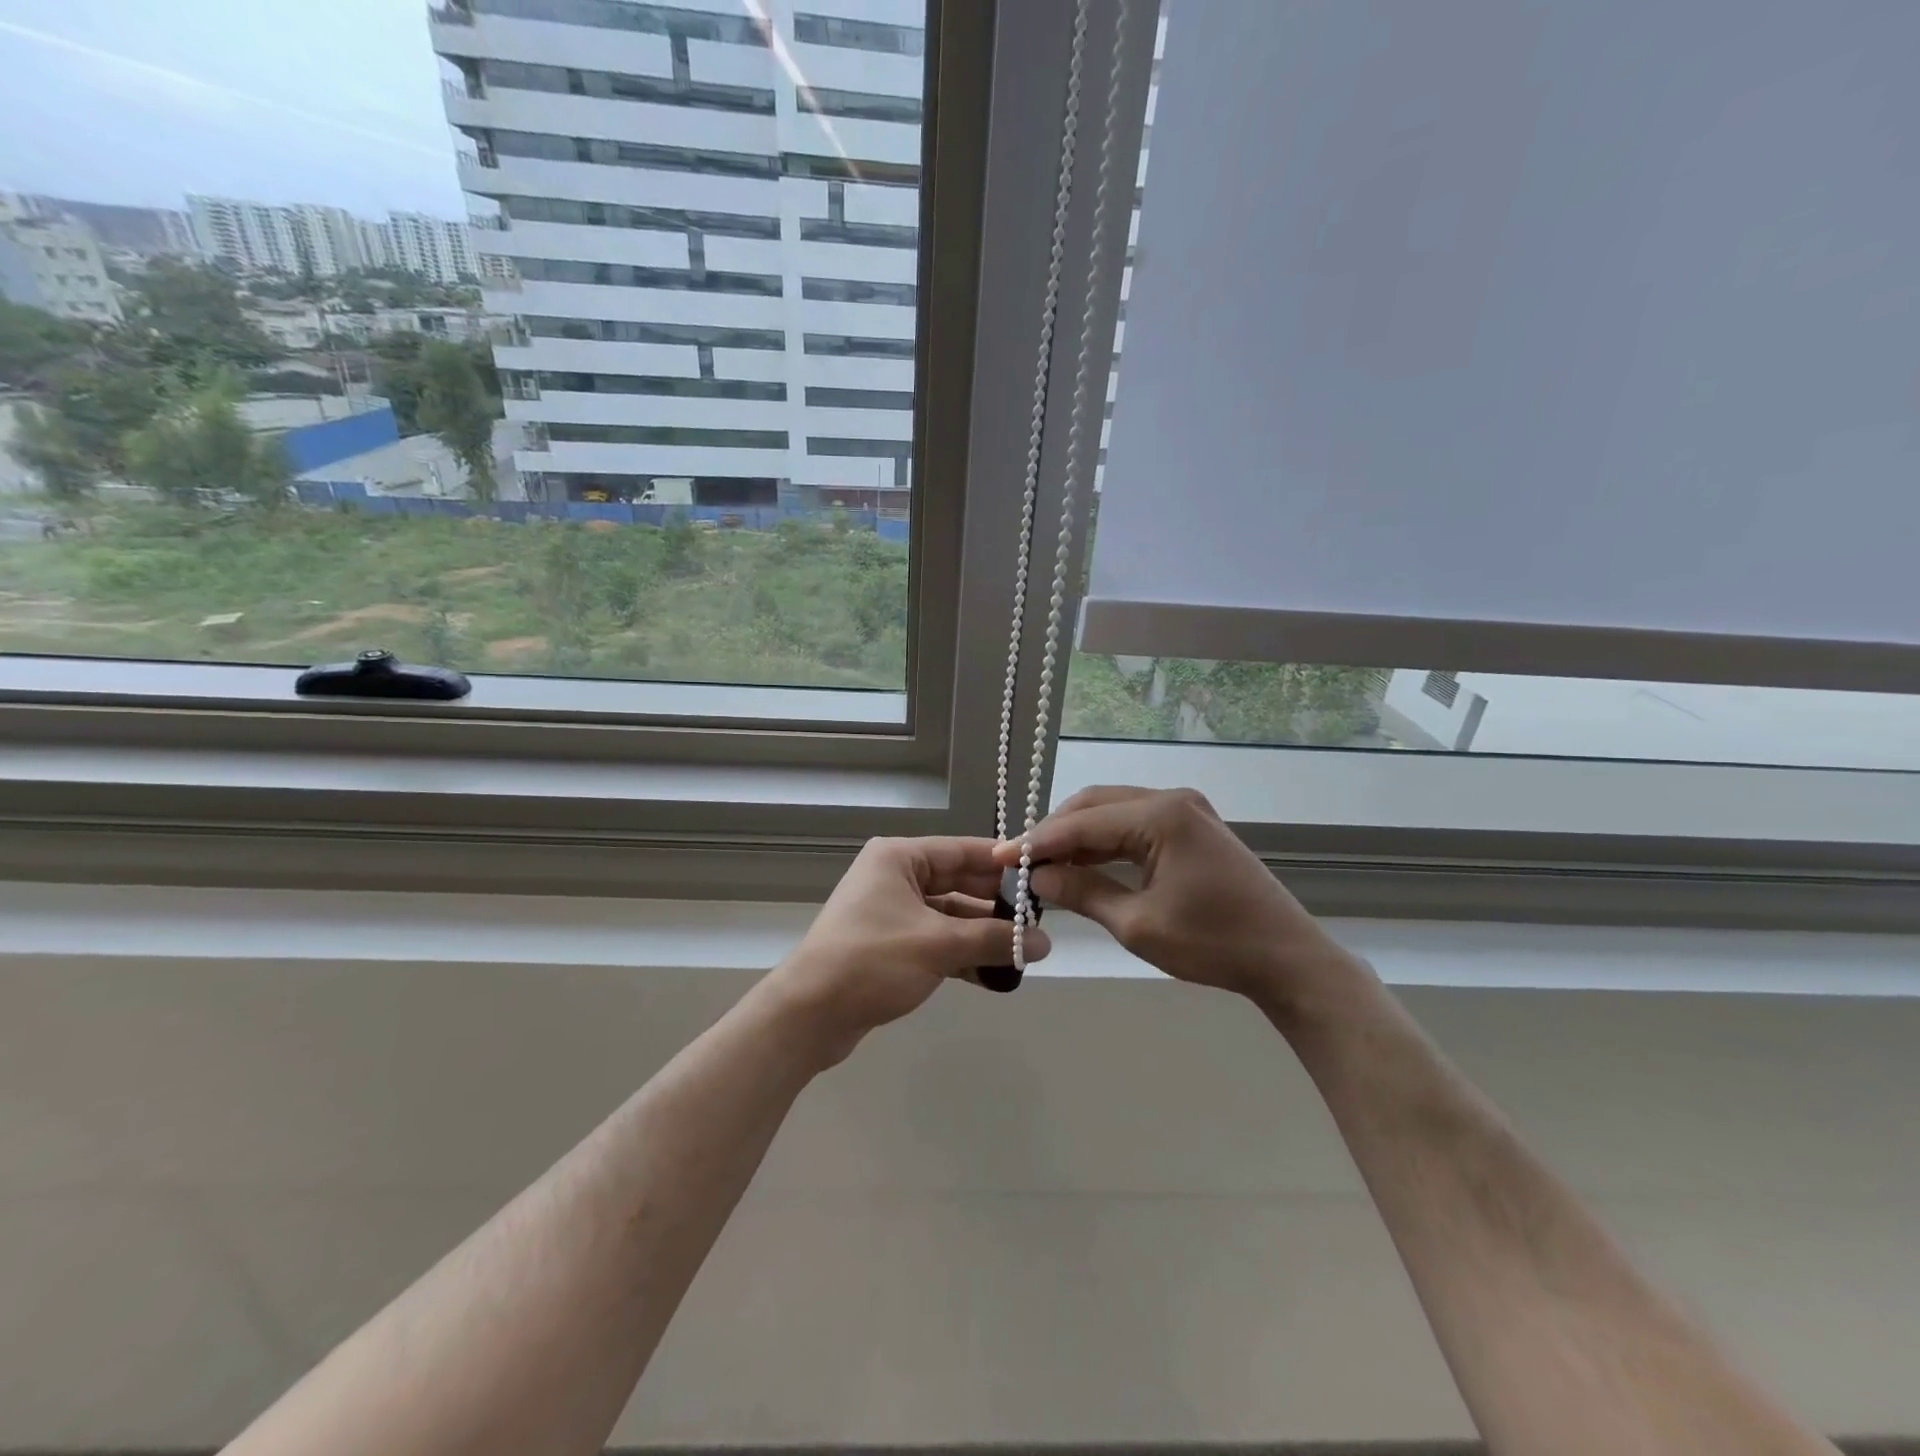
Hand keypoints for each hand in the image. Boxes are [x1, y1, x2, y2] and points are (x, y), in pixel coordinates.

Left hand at [769, 836, 1050, 1062]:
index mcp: (899, 858)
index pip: (963, 850)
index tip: (1042, 876)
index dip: (1003, 863)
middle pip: (958, 883)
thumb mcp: (938, 945)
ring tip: (1025, 953)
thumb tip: (1045, 942)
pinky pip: (936, 942)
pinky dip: (962, 955)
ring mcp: (891, 913)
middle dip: (996, 906)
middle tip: (1039, 922)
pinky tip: (995, 974)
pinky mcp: (890, 946)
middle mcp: (895, 877)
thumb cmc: (871, 961)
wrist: (808, 1015)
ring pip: (950, 916)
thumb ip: (994, 940)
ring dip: (982, 935)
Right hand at [999, 786, 1356, 1007]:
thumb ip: (1083, 893)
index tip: (1002, 858)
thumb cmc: (1214, 944)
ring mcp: (1186, 809)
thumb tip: (1038, 877)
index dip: (1038, 841)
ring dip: (1078, 836)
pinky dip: (1105, 842)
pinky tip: (1083, 864)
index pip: (1082, 822)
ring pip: (1113, 811)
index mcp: (1161, 815)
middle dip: (1056, 832)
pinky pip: (1134, 824)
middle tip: (1023, 863)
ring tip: (1045, 865)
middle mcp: (1172, 799)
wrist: (1287, 958)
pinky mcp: (1192, 826)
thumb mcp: (1138, 924)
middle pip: (1095, 805)